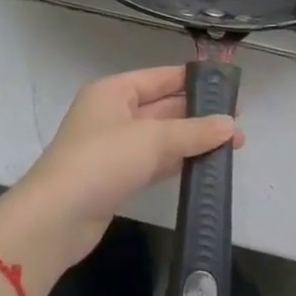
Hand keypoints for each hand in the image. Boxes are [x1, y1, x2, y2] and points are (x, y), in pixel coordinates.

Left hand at [0, 66, 242, 274]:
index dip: (193, 80)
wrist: (57, 218)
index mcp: (114, 90)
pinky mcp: (117, 177)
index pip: (160, 77)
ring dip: (192, 139)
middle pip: (162, 106)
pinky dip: (177, 161)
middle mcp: (113, 112)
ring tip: (232, 145)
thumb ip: (193, 131)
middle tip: (238, 123)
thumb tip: (231, 125)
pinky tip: (205, 165)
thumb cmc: (103, 161)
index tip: (227, 87)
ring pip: (161, 136)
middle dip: (198, 114)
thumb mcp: (152, 138)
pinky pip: (154, 161)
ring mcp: (114, 147)